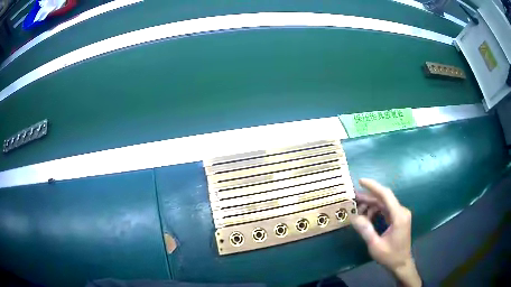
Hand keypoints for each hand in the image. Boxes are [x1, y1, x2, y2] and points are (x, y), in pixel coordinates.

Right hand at [351, 178, 420, 286]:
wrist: (401, 263)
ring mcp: (401, 214)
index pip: (386, 195)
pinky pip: (386, 210)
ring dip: (371, 205)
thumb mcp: (375, 245)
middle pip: (384, 198)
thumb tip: (354, 216)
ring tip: (358, 210)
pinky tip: (367, 216)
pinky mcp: (398, 218)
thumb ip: (366, 230)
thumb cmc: (389, 256)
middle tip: (353, 197)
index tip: (360, 181)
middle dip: (368, 197)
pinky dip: (376, 211)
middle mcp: (401, 211)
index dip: (373, 186)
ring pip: (384, 204)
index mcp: (399, 216)